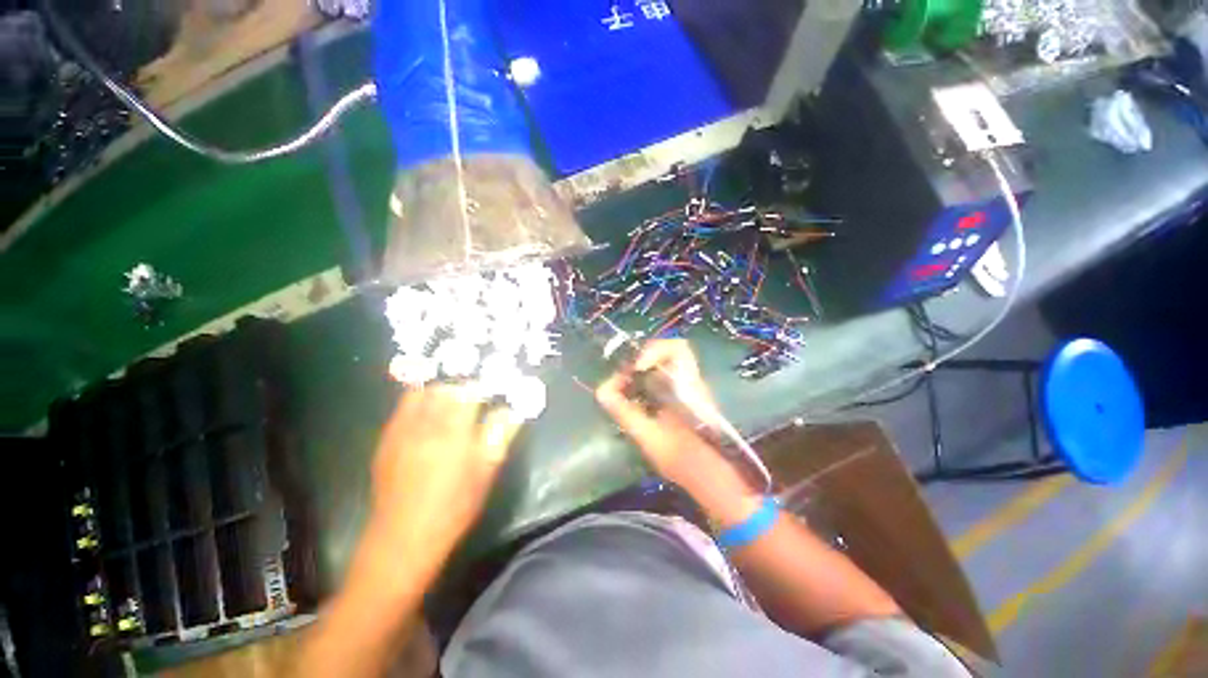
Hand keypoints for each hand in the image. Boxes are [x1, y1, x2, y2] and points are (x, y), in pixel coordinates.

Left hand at [366, 386, 522, 572]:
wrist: (403, 536)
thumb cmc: (454, 506)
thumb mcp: (486, 472)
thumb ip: (500, 435)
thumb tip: (512, 410)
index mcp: (454, 431)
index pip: (470, 391)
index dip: (484, 386)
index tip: (494, 390)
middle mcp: (426, 423)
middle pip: (445, 387)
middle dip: (463, 386)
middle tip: (475, 396)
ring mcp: (402, 429)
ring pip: (422, 392)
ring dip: (440, 390)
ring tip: (451, 401)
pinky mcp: (387, 439)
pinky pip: (404, 407)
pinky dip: (420, 401)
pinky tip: (428, 416)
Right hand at [595, 340, 723, 485]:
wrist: (710, 477)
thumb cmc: (682, 458)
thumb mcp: (648, 436)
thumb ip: (623, 411)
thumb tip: (601, 390)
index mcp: (687, 385)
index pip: (678, 348)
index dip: (653, 350)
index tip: (636, 368)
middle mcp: (691, 381)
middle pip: (667, 352)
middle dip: (641, 359)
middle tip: (624, 376)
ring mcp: (690, 388)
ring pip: (665, 365)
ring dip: (642, 370)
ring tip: (625, 387)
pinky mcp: (685, 398)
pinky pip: (664, 378)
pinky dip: (646, 381)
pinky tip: (636, 399)